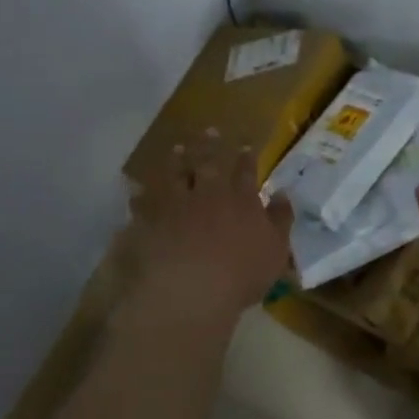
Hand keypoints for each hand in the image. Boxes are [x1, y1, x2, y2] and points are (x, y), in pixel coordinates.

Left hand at [127, 138, 294, 321]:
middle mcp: (210, 194)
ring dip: (177, 161)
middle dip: (211, 146)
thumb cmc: (242, 274)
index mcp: (243, 200)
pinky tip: (136, 188)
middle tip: (210, 130)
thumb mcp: (276, 250)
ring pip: (177, 175)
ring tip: (177, 149)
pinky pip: (144, 201)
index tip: (246, 145)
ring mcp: (178, 204)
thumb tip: (282, 193)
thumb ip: (281, 219)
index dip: (247, 158)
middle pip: (210, 163)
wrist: (192, 288)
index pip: (246, 172)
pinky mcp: (151, 219)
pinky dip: (141, 193)